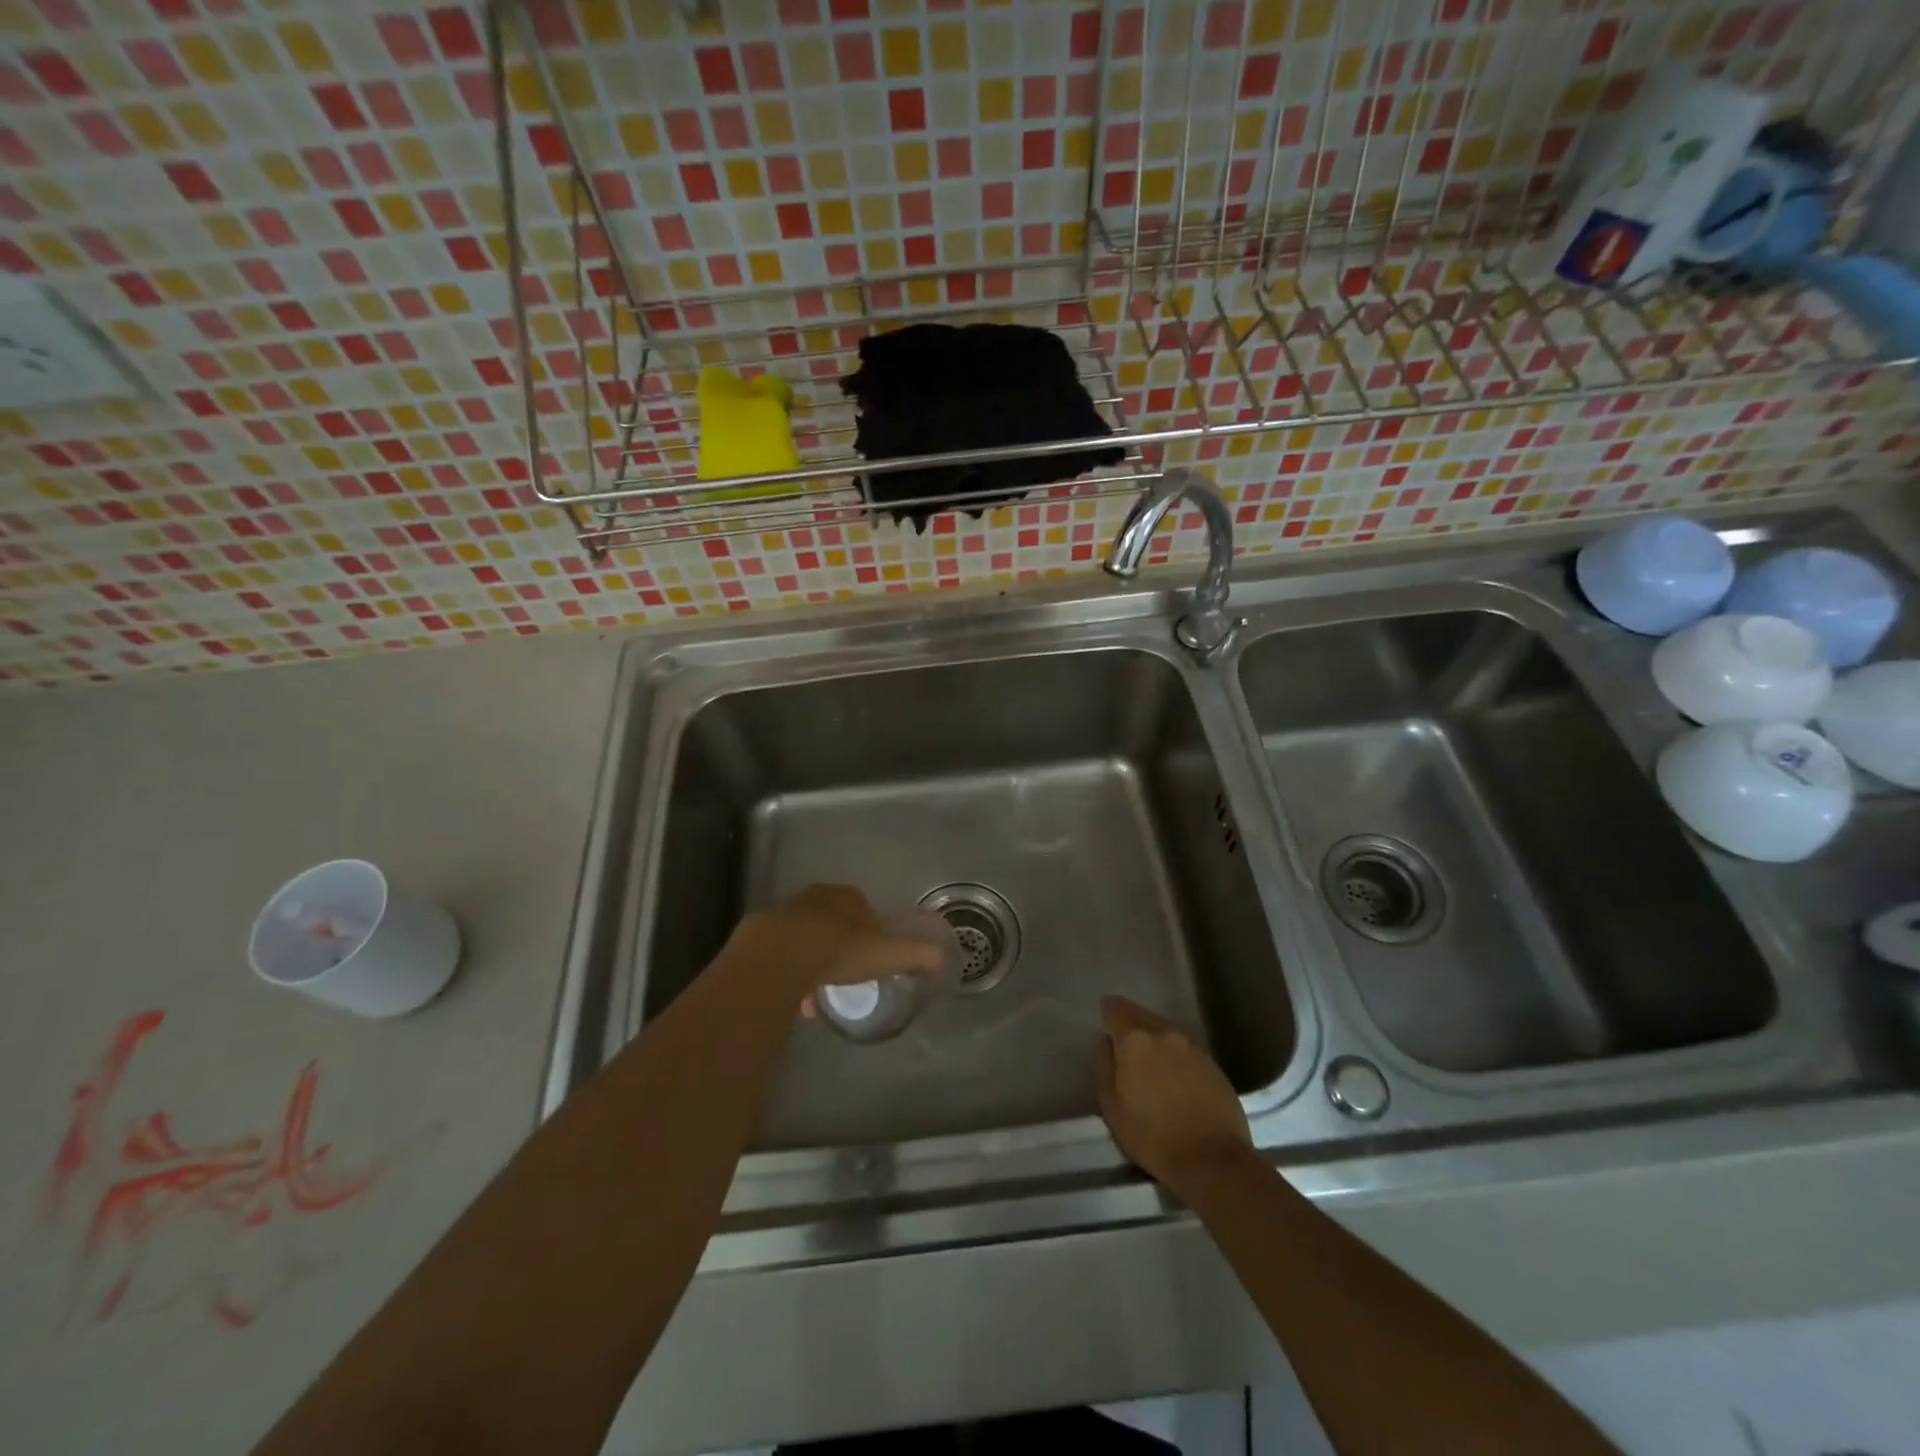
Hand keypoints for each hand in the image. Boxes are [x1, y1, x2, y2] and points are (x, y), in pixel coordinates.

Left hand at [728, 884, 946, 994]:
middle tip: (848, 975)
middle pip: (833, 921)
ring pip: (805, 939)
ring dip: (814, 962)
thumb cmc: (838, 949)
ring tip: (820, 993)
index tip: (874, 956)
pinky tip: (796, 998)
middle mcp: (814, 898)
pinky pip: (781, 956)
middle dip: (840, 946)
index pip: (864, 908)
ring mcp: (784, 914)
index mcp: (846, 896)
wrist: (777, 957)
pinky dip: (790, 973)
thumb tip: (946, 961)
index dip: (871, 932)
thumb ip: (920, 955)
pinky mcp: (758, 936)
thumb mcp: (889, 953)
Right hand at [1097, 995, 1253, 1195]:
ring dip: (1153, 1037)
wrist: (1213, 1160)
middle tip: (1123, 1038)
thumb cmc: (1152, 1136)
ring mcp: (1192, 1047)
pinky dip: (1174, 1053)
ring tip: (1147, 1056)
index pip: (1116, 1009)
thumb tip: (1106, 1042)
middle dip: (1130, 1021)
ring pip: (1165, 1030)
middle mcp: (1164, 1033)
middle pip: (1142, 1015)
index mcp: (1135, 1040)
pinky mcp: (1212, 1063)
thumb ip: (1105, 1066)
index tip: (1104, 1015)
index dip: (1108, 1010)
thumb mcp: (1112, 1107)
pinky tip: (1172, 1073)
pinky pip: (1184, 1048)